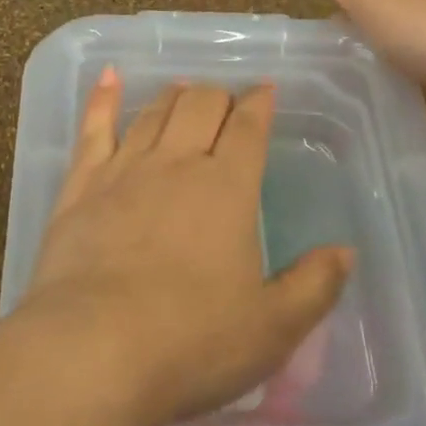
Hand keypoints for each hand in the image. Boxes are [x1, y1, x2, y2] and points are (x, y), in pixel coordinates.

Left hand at [20, 69, 353, 425]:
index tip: (266, 90)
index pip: (249, 128)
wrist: (94, 348)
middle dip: (219, 95)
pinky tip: (108, 76)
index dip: (260, 104)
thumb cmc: (192, 341)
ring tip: (183, 90)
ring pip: (153, 113)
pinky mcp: (80, 187)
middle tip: (226, 103)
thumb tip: (345, 251)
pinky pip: (93, 129)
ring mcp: (123, 170)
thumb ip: (315, 285)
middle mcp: (176, 164)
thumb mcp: (273, 327)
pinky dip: (103, 98)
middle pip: (200, 106)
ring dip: (173, 96)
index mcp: (228, 188)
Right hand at [293, 0, 425, 143]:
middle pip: (365, 51)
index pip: (355, 13)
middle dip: (337, 65)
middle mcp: (409, 43)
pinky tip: (343, 137)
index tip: (295, 45)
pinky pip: (392, 118)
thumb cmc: (425, 32)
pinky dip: (373, 124)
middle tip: (294, 90)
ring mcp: (422, 82)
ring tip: (310, 119)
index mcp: (398, 10)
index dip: (327, 23)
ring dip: (353, 96)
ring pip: (376, 86)